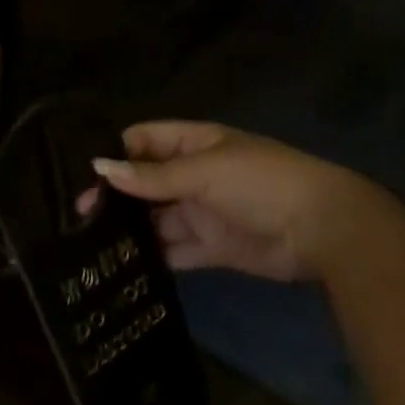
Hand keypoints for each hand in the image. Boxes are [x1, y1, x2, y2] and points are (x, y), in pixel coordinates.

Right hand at [87, 121, 386, 282]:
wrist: (324, 230)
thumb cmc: (261, 183)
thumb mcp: (203, 171)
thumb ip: (151, 176)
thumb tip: (99, 168)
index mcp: (193, 145)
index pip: (143, 141)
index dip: (115, 153)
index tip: (83, 173)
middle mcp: (193, 176)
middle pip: (144, 182)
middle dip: (115, 196)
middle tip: (80, 215)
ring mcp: (202, 212)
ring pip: (155, 218)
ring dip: (130, 228)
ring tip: (92, 242)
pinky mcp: (212, 247)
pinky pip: (175, 250)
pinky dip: (153, 256)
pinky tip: (123, 264)